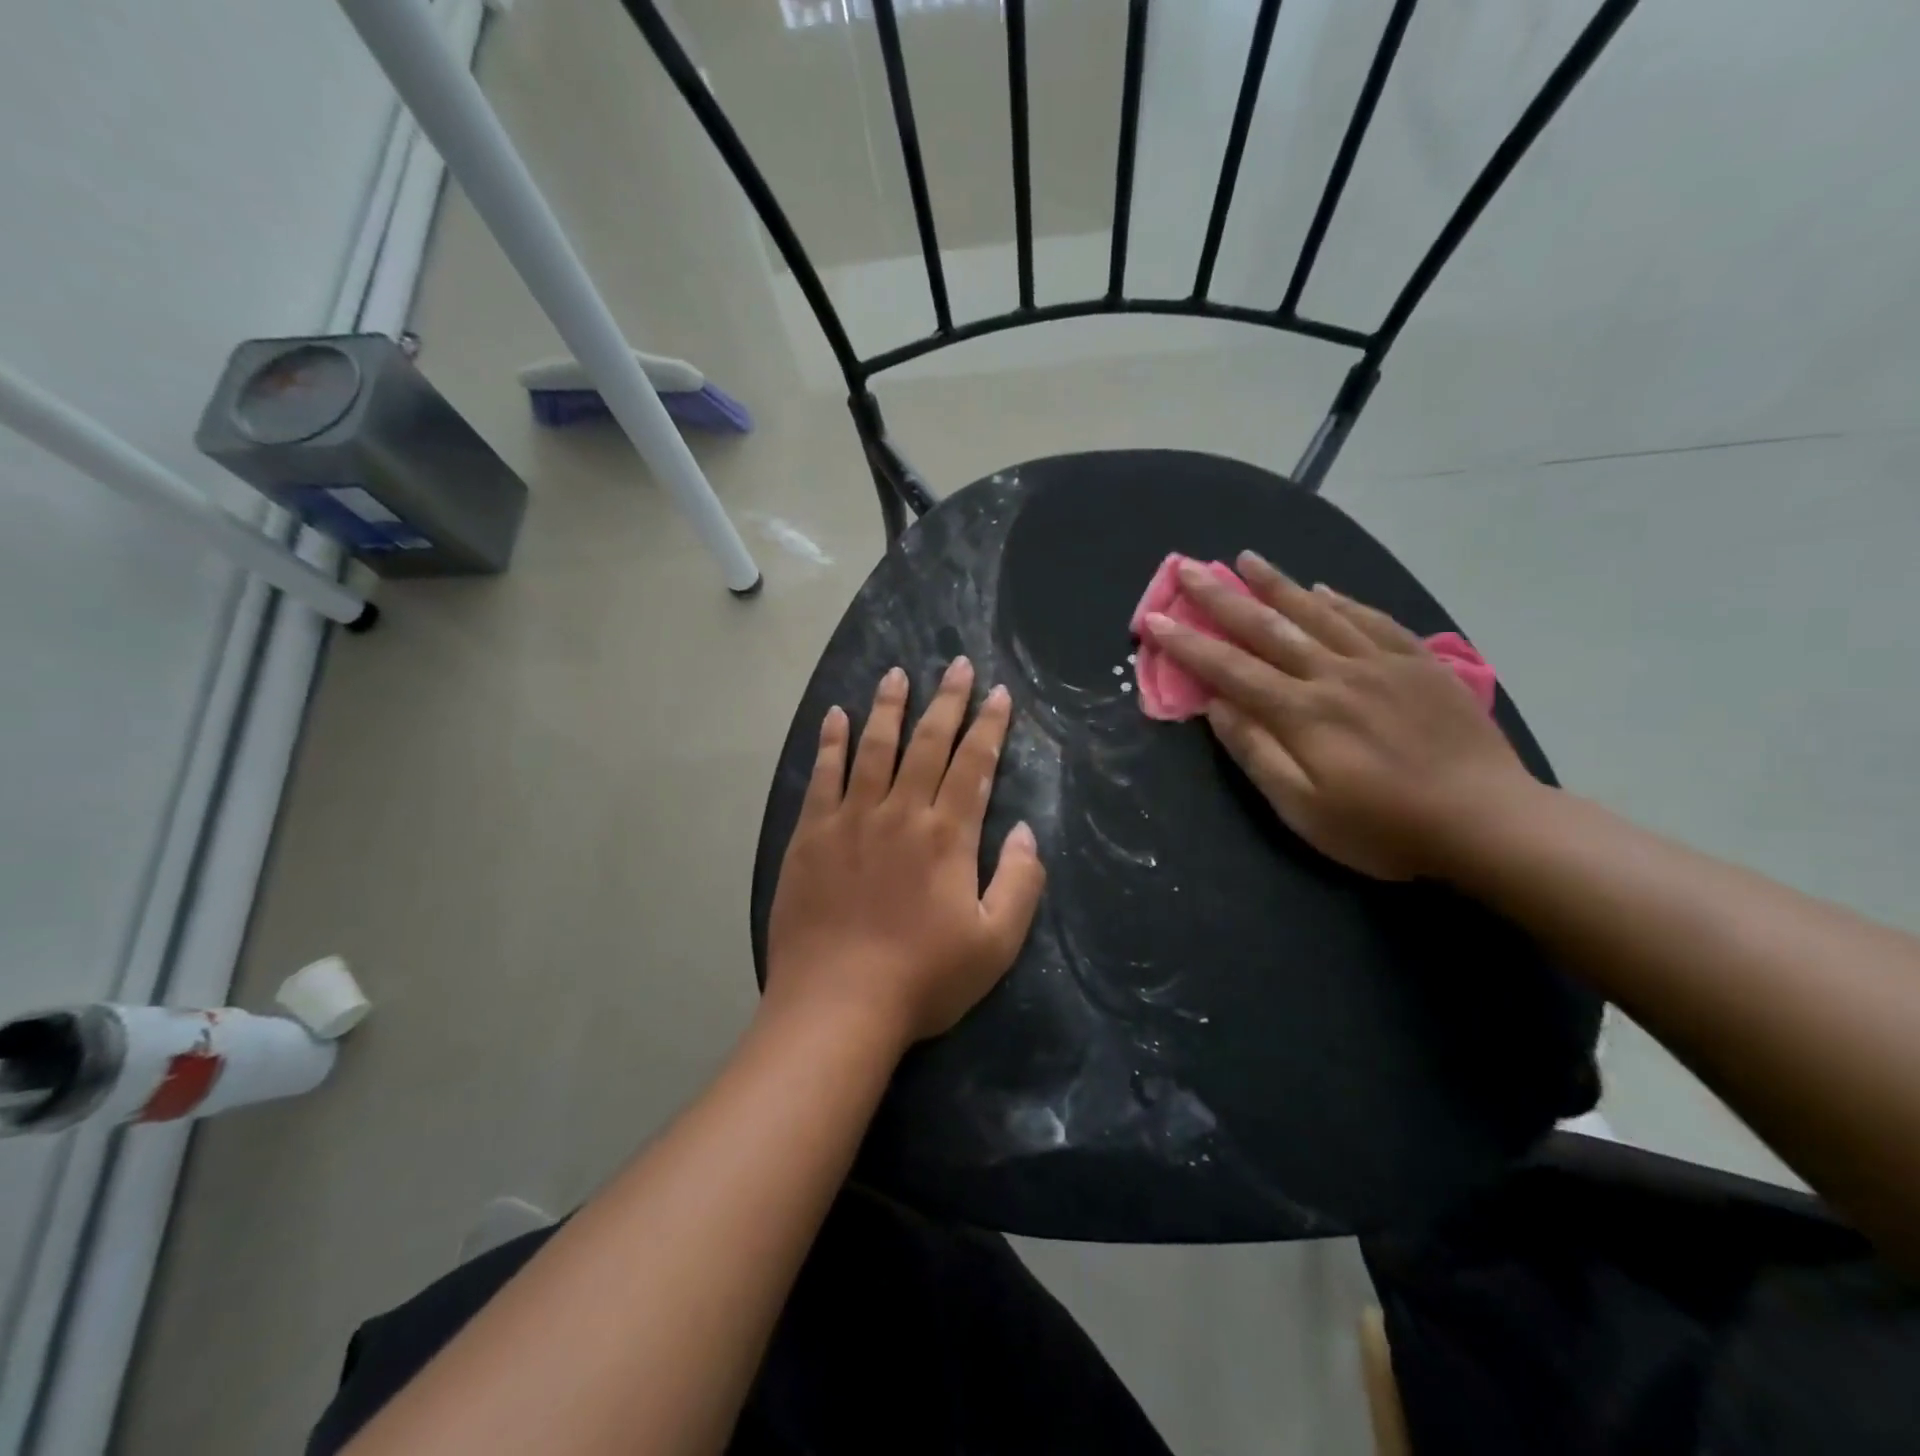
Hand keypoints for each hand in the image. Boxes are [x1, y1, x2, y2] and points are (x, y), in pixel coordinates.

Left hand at [765, 659, 1046, 1046]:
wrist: (836, 1006)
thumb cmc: (922, 979)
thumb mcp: (994, 944)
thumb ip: (1019, 883)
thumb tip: (1027, 832)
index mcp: (947, 836)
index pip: (974, 765)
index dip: (989, 726)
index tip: (998, 693)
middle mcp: (900, 813)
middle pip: (928, 744)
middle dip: (947, 701)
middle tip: (958, 665)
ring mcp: (850, 819)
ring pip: (874, 748)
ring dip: (888, 707)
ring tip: (897, 673)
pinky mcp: (810, 835)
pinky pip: (823, 776)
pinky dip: (831, 743)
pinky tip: (836, 717)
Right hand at [1142, 553, 1535, 880]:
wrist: (1489, 822)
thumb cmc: (1384, 827)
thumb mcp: (1305, 809)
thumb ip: (1257, 753)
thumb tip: (1216, 707)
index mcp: (1302, 712)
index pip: (1230, 669)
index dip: (1187, 644)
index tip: (1154, 620)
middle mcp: (1334, 675)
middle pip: (1267, 627)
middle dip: (1221, 597)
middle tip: (1188, 568)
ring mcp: (1381, 664)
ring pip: (1318, 612)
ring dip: (1277, 583)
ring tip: (1246, 558)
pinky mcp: (1419, 665)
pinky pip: (1373, 620)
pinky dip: (1343, 601)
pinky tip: (1324, 588)